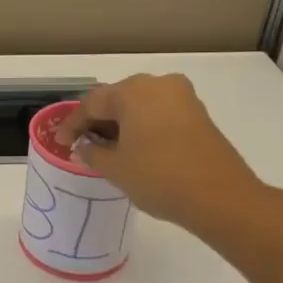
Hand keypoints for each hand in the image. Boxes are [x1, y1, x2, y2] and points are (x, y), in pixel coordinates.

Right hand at [55, 73, 266, 236]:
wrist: (221, 198)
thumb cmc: (159, 177)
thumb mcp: (115, 168)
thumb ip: (93, 153)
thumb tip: (85, 147)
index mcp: (133, 91)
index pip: (92, 103)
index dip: (73, 124)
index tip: (61, 142)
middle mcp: (158, 85)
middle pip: (118, 98)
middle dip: (98, 120)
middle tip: (83, 142)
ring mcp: (182, 98)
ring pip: (141, 105)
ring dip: (122, 123)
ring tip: (108, 148)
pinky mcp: (199, 115)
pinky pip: (160, 113)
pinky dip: (143, 127)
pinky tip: (135, 148)